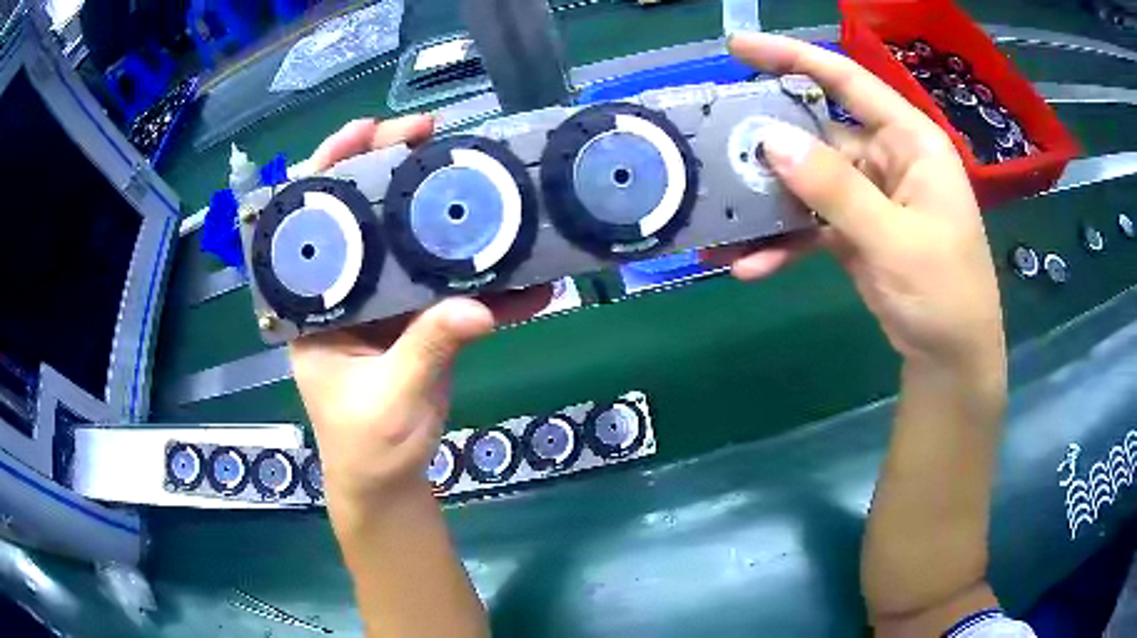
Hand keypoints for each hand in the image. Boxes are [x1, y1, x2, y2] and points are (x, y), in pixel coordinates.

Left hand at [291, 116, 551, 513]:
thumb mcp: (388, 399)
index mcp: (316, 302)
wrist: (388, 480)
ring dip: (448, 214)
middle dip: (395, 169)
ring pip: (412, 242)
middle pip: (365, 215)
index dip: (331, 168)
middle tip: (432, 134)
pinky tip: (527, 277)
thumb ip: (428, 351)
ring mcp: (385, 302)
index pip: (312, 221)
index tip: (368, 131)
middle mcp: (346, 290)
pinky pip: (452, 289)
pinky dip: (489, 285)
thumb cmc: (366, 444)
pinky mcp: (420, 321)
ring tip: (487, 183)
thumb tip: (477, 308)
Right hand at [720, 34, 1004, 376]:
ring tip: (719, 224)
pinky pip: (810, 224)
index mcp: (910, 141)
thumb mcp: (896, 241)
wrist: (951, 360)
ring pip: (806, 183)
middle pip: (816, 133)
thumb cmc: (945, 294)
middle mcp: (887, 158)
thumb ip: (837, 190)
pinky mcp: (855, 231)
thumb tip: (770, 140)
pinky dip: (782, 242)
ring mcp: (869, 196)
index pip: (848, 81)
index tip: (738, 48)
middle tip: (712, 150)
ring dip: (767, 206)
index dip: (794, 57)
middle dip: (766, 145)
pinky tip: (751, 264)